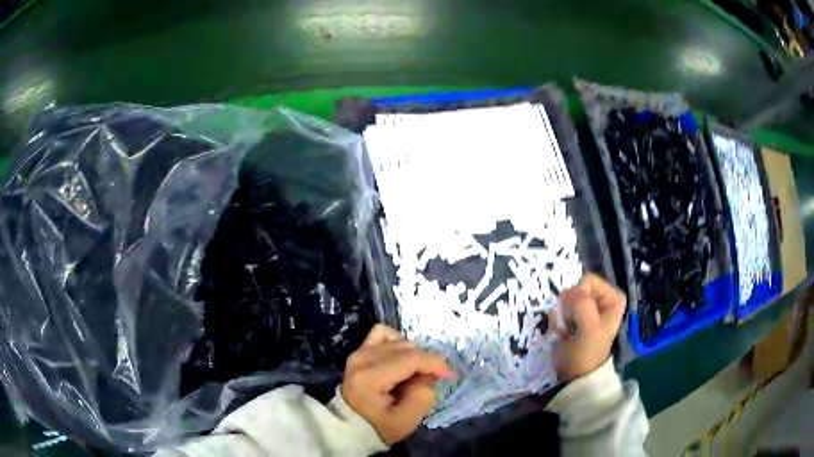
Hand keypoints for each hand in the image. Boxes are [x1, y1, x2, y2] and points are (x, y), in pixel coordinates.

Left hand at [342, 324, 453, 444]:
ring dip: (413, 354)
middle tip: (430, 382)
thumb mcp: (407, 420)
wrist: (351, 427)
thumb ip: (423, 395)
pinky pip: (382, 333)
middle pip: (406, 348)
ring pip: (397, 339)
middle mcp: (362, 358)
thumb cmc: (379, 427)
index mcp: (370, 377)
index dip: (435, 363)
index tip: (450, 375)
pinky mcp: (359, 351)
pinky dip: (397, 342)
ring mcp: (359, 352)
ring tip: (414, 373)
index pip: (410, 359)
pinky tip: (402, 359)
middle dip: (425, 362)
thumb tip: (430, 374)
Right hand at [555, 273, 626, 380]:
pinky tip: (563, 332)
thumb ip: (582, 304)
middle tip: (571, 325)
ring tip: (567, 330)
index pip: (587, 280)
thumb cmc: (586, 353)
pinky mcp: (576, 315)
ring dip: (563, 313)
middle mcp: (603, 297)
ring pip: (567, 297)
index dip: (577, 297)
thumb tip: (568, 292)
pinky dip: (559, 318)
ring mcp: (589, 306)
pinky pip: (561, 306)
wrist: (576, 375)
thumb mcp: (589, 329)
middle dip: (569, 306)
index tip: (576, 318)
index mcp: (613, 297)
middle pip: (576, 287)